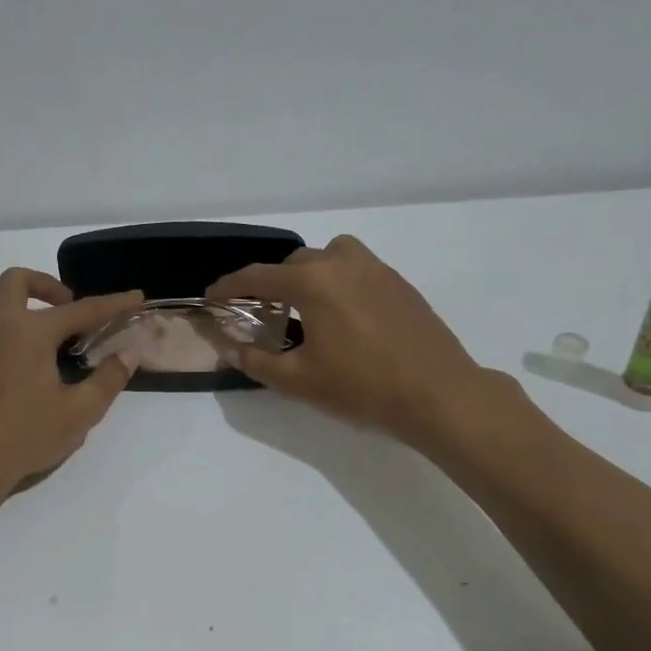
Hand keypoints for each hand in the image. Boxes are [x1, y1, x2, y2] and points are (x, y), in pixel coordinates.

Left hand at [0, 268, 143, 501]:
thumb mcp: (78, 412)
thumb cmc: (25, 435)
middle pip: (18, 282)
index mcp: (30, 332)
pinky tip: (41, 363)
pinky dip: (21, 327)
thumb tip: (128, 354)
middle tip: (74, 310)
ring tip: (63, 339)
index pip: (81, 310)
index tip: (136, 297)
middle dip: (49, 285)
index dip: (112, 304)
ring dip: (32, 306)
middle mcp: (3, 327)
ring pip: (4, 303)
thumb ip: (107, 379)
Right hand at [206, 235, 497, 456]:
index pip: (257, 277)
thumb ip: (256, 361)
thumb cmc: (362, 387)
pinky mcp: (399, 283)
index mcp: (312, 282)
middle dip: (271, 282)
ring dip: (308, 273)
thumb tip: (229, 348)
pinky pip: (356, 268)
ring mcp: (376, 269)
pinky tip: (342, 316)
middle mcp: (342, 263)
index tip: (211, 297)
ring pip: (329, 256)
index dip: (228, 287)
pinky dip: (338, 281)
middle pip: (293, 262)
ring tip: (304, 307)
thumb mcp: (298, 381)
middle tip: (261, 312)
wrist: (438, 394)